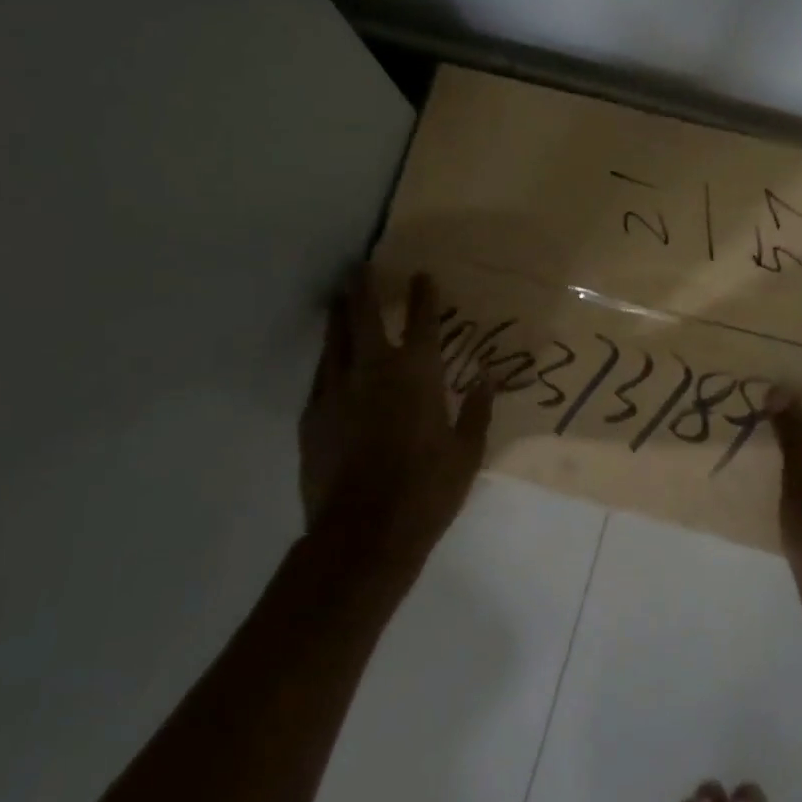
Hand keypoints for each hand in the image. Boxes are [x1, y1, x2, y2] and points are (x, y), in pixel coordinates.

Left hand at [297, 268, 493, 591]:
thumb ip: (476, 412)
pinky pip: (321, 376)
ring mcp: (336, 391)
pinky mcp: (312, 416)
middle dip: (364, 288)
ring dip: (339, 317)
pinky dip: (328, 360)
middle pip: (364, 317)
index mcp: (417, 375)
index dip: (423, 296)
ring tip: (339, 299)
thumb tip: (488, 381)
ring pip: (335, 341)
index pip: (422, 323)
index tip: (422, 276)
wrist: (362, 535)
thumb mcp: (466, 454)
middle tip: (360, 267)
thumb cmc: (426, 491)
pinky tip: (330, 361)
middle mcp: (373, 371)